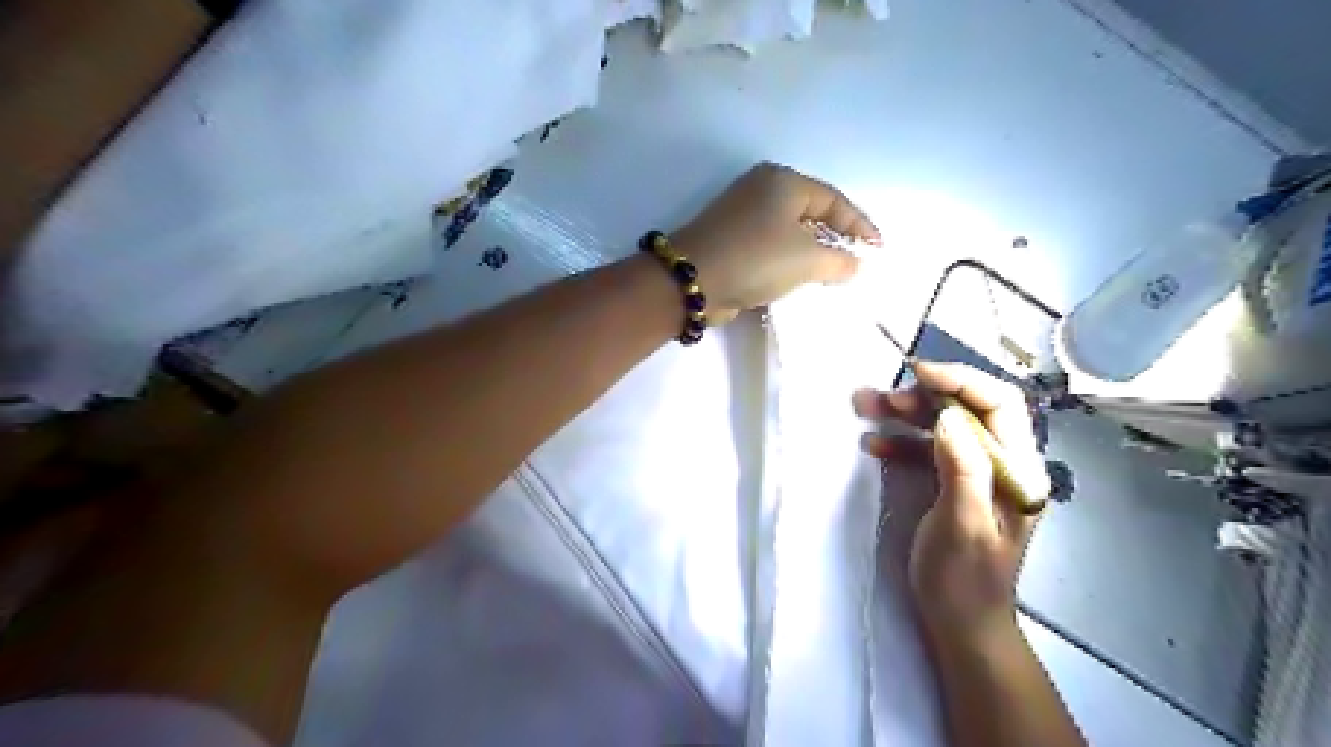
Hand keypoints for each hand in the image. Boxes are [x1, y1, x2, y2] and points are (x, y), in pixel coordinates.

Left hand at [672, 163, 880, 322]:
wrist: (693, 280)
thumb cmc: (756, 258)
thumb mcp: (807, 259)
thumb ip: (840, 261)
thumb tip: (854, 265)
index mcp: (783, 182)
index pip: (833, 200)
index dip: (859, 225)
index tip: (878, 249)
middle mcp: (761, 190)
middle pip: (811, 211)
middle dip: (835, 236)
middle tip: (856, 260)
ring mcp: (742, 214)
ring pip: (789, 231)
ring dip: (811, 252)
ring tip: (832, 273)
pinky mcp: (730, 239)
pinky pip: (770, 246)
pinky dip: (788, 261)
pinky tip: (798, 279)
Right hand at [852, 362, 1050, 641]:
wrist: (960, 625)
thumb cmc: (964, 581)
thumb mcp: (963, 526)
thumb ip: (962, 469)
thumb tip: (949, 416)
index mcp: (1018, 471)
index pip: (1000, 404)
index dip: (961, 380)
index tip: (917, 373)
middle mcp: (1003, 463)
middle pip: (969, 408)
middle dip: (925, 395)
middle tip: (881, 398)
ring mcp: (976, 473)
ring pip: (944, 425)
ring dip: (905, 414)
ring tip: (865, 407)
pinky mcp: (952, 483)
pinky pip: (928, 449)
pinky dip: (900, 441)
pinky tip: (873, 443)